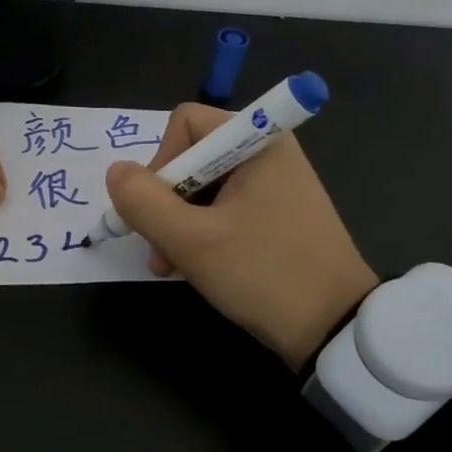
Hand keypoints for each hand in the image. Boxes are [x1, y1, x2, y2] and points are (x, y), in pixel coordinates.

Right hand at [106, 103, 377, 369]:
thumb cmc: (263, 274)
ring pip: (202, 187)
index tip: (160, 209)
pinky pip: (223, 208)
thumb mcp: (191, 240)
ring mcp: (274, 185)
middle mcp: (267, 153)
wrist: (335, 328)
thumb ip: (143, 202)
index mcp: (258, 141)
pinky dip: (201, 232)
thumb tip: (116, 172)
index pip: (185, 123)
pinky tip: (192, 266)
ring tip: (170, 265)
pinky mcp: (277, 214)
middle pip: (191, 156)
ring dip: (177, 223)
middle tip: (159, 247)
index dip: (162, 162)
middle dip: (165, 202)